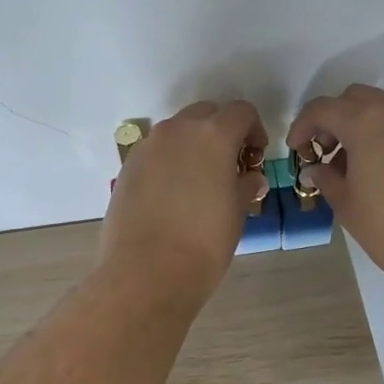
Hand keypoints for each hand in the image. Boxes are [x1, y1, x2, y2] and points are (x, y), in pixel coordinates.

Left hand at [100, 101, 267, 299]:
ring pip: (177, 132)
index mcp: (213, 134)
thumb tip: (250, 178)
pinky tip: (172, 195)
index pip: (240, 111)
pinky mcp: (128, 166)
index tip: (255, 156)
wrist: (145, 272)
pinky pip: (156, 152)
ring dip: (193, 145)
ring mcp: (148, 146)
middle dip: (221, 132)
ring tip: (200, 182)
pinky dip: (169, 162)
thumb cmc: (204, 242)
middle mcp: (178, 130)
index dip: (254, 129)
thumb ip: (245, 185)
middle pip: (206, 114)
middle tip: (229, 165)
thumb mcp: (237, 212)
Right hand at [287, 85, 383, 297]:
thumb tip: (314, 170)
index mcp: (366, 122)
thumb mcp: (347, 205)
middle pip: (353, 99)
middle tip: (323, 151)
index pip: (323, 108)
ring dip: (359, 126)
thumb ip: (326, 179)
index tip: (295, 149)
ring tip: (349, 165)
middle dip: (332, 119)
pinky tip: (378, 170)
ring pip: (381, 109)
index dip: (302, 126)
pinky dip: (382, 135)